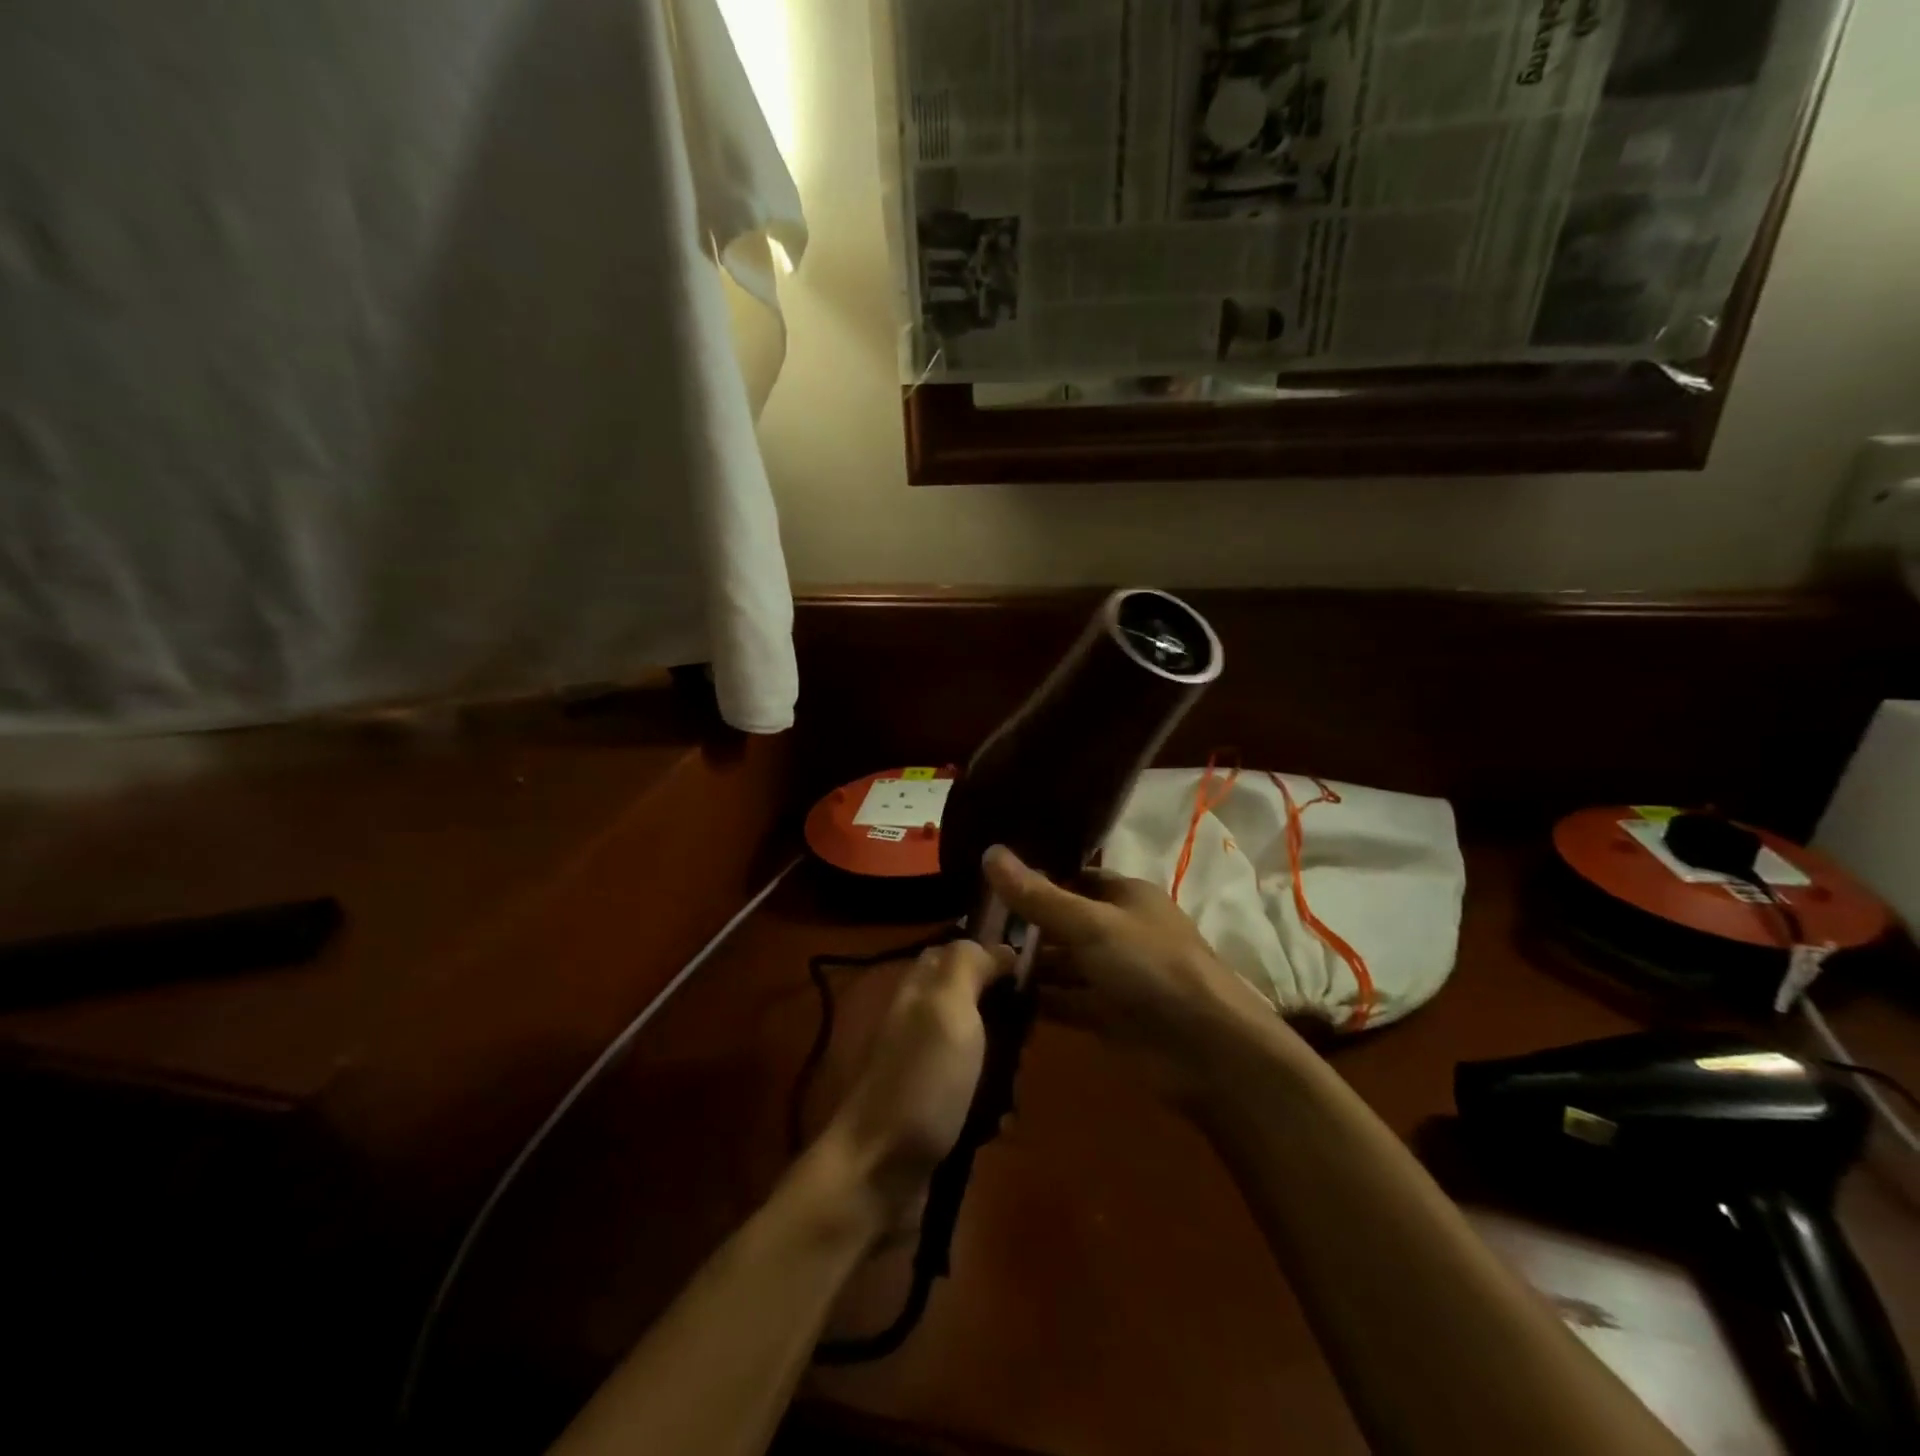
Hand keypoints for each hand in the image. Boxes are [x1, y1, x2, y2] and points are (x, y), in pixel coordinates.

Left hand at [819, 938, 1014, 1222]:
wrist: (878, 1174)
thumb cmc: (921, 1081)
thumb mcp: (946, 1008)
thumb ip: (967, 966)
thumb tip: (1000, 945)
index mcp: (919, 991)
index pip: (954, 952)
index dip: (990, 954)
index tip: (1030, 972)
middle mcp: (920, 1024)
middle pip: (974, 1003)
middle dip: (1007, 1019)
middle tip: (1026, 1038)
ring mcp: (926, 1071)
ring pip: (981, 1052)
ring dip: (1005, 1069)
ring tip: (1014, 1087)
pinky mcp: (936, 1113)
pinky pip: (977, 1098)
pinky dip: (993, 1109)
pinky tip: (1000, 1124)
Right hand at [982, 845, 1289, 1098]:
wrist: (1208, 1051)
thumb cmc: (1151, 967)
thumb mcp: (1090, 925)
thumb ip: (1038, 896)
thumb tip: (989, 852)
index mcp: (1126, 896)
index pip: (1074, 878)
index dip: (1035, 878)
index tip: (986, 881)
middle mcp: (1120, 931)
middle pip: (1064, 922)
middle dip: (1024, 925)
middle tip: (967, 923)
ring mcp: (1115, 976)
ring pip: (1062, 964)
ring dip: (1027, 965)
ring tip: (972, 961)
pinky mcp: (1108, 1016)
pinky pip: (1065, 1001)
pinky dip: (1038, 1000)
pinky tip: (996, 998)